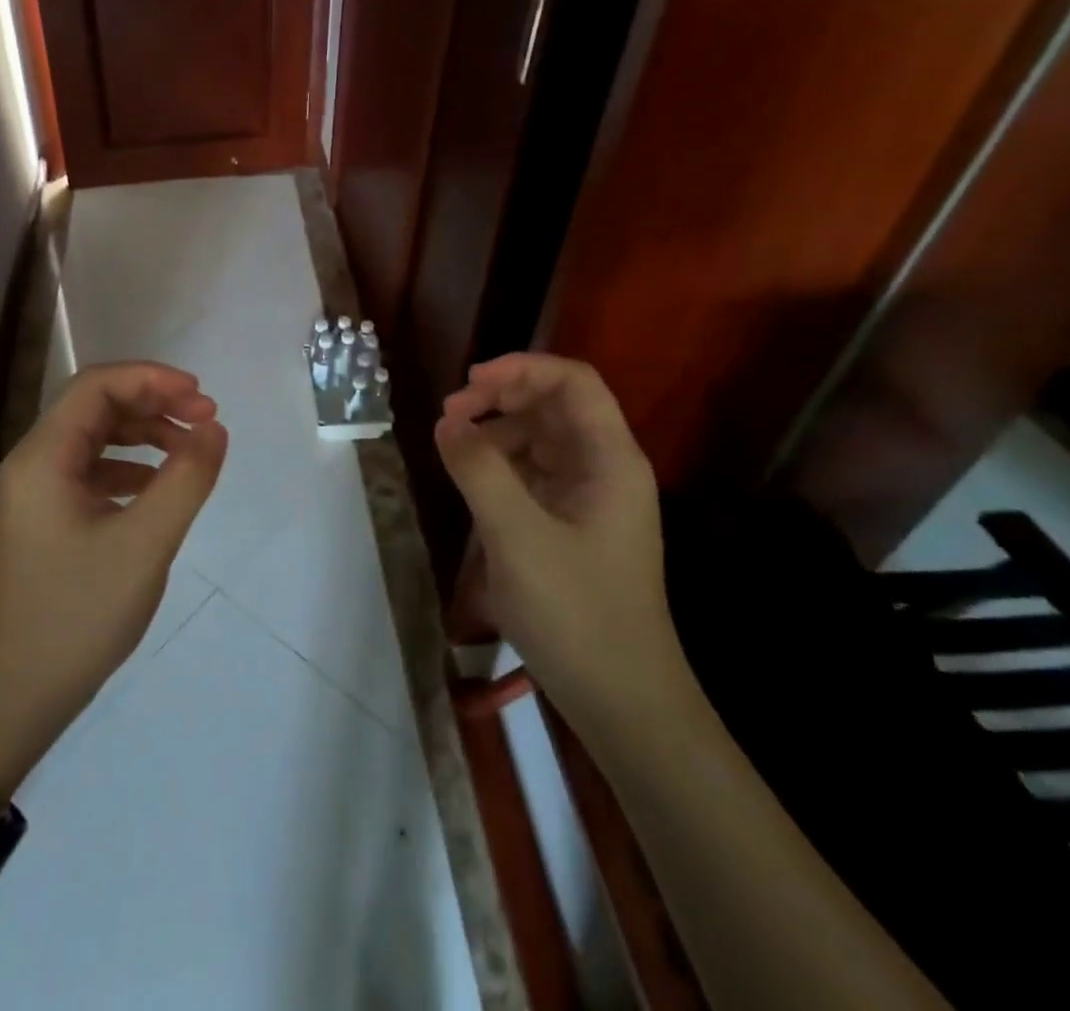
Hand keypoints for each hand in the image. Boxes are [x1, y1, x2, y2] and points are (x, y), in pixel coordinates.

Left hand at [0, 362, 227, 805]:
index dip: (153, 379)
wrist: (11, 700)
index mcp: (43, 458)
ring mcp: (36, 495)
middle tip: (206, 419)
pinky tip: (159, 488)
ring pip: (95, 439)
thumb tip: (214, 429)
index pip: (97, 386)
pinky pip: (92, 472)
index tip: (202, 397)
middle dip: (154, 403)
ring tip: (191, 450)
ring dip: (145, 434)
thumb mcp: (145, 545)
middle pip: (96, 407)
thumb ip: (185, 479)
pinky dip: (131, 467)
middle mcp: (32, 464)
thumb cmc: (76, 616)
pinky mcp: (46, 521)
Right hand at [436, 353, 684, 732]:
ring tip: (452, 446)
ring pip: (542, 438)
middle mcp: (605, 468)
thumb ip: (479, 471)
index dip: (521, 368)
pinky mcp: (573, 525)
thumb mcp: (518, 537)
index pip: (573, 382)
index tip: (469, 383)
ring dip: (497, 430)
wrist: (623, 701)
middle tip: (450, 415)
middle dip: (501, 397)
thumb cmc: (577, 614)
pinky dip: (501, 464)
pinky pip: (535, 473)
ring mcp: (590, 498)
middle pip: (555, 405)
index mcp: (610, 460)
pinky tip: (471, 480)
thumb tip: (447, 423)